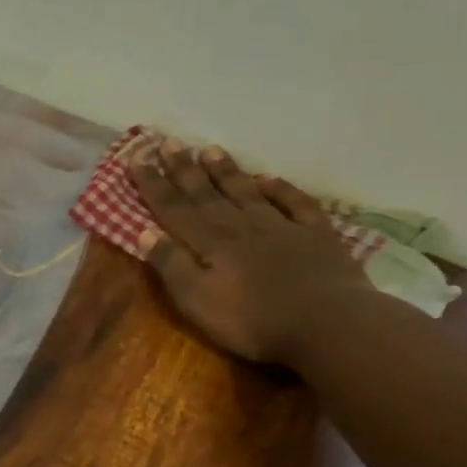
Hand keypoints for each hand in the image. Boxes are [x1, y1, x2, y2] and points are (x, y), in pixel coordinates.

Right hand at [129, 142, 374, 364]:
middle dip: (184, 169)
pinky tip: (268, 178)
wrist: (329, 324)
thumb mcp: (197, 301)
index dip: (154, 184)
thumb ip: (171, 265)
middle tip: (168, 142)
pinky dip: (280, 188)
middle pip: (207, 194)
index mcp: (210, 243)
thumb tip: (145, 232)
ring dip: (226, 171)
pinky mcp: (316, 236)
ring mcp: (281, 228)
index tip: (137, 158)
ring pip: (246, 192)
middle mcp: (241, 226)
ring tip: (209, 149)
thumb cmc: (253, 320)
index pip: (174, 208)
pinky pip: (295, 203)